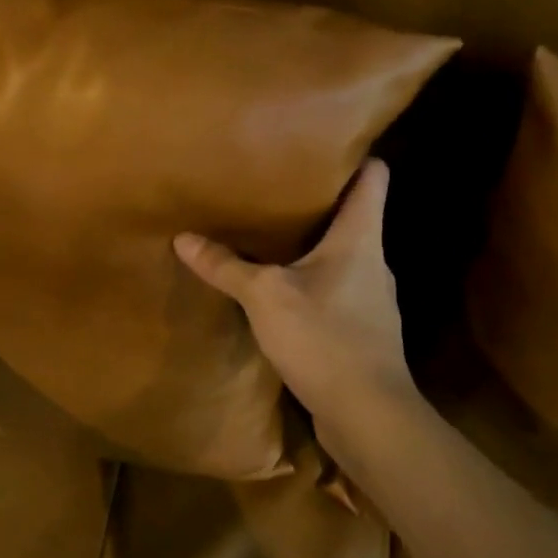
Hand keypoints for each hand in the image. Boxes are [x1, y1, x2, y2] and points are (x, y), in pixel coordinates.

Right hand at [174, 159, 418, 455]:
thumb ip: (226, 266)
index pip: (374, 178)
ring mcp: (372, 297)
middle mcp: (374, 261)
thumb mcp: (265, 297)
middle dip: (321, 200)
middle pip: (356, 215)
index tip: (327, 142)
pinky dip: (313, 280)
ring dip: (314, 244)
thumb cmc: (325, 338)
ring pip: (344, 254)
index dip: (356, 155)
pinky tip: (283, 289)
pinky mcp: (363, 329)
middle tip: (278, 185)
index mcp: (360, 238)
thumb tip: (183, 238)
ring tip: (274, 234)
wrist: (369, 416)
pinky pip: (336, 289)